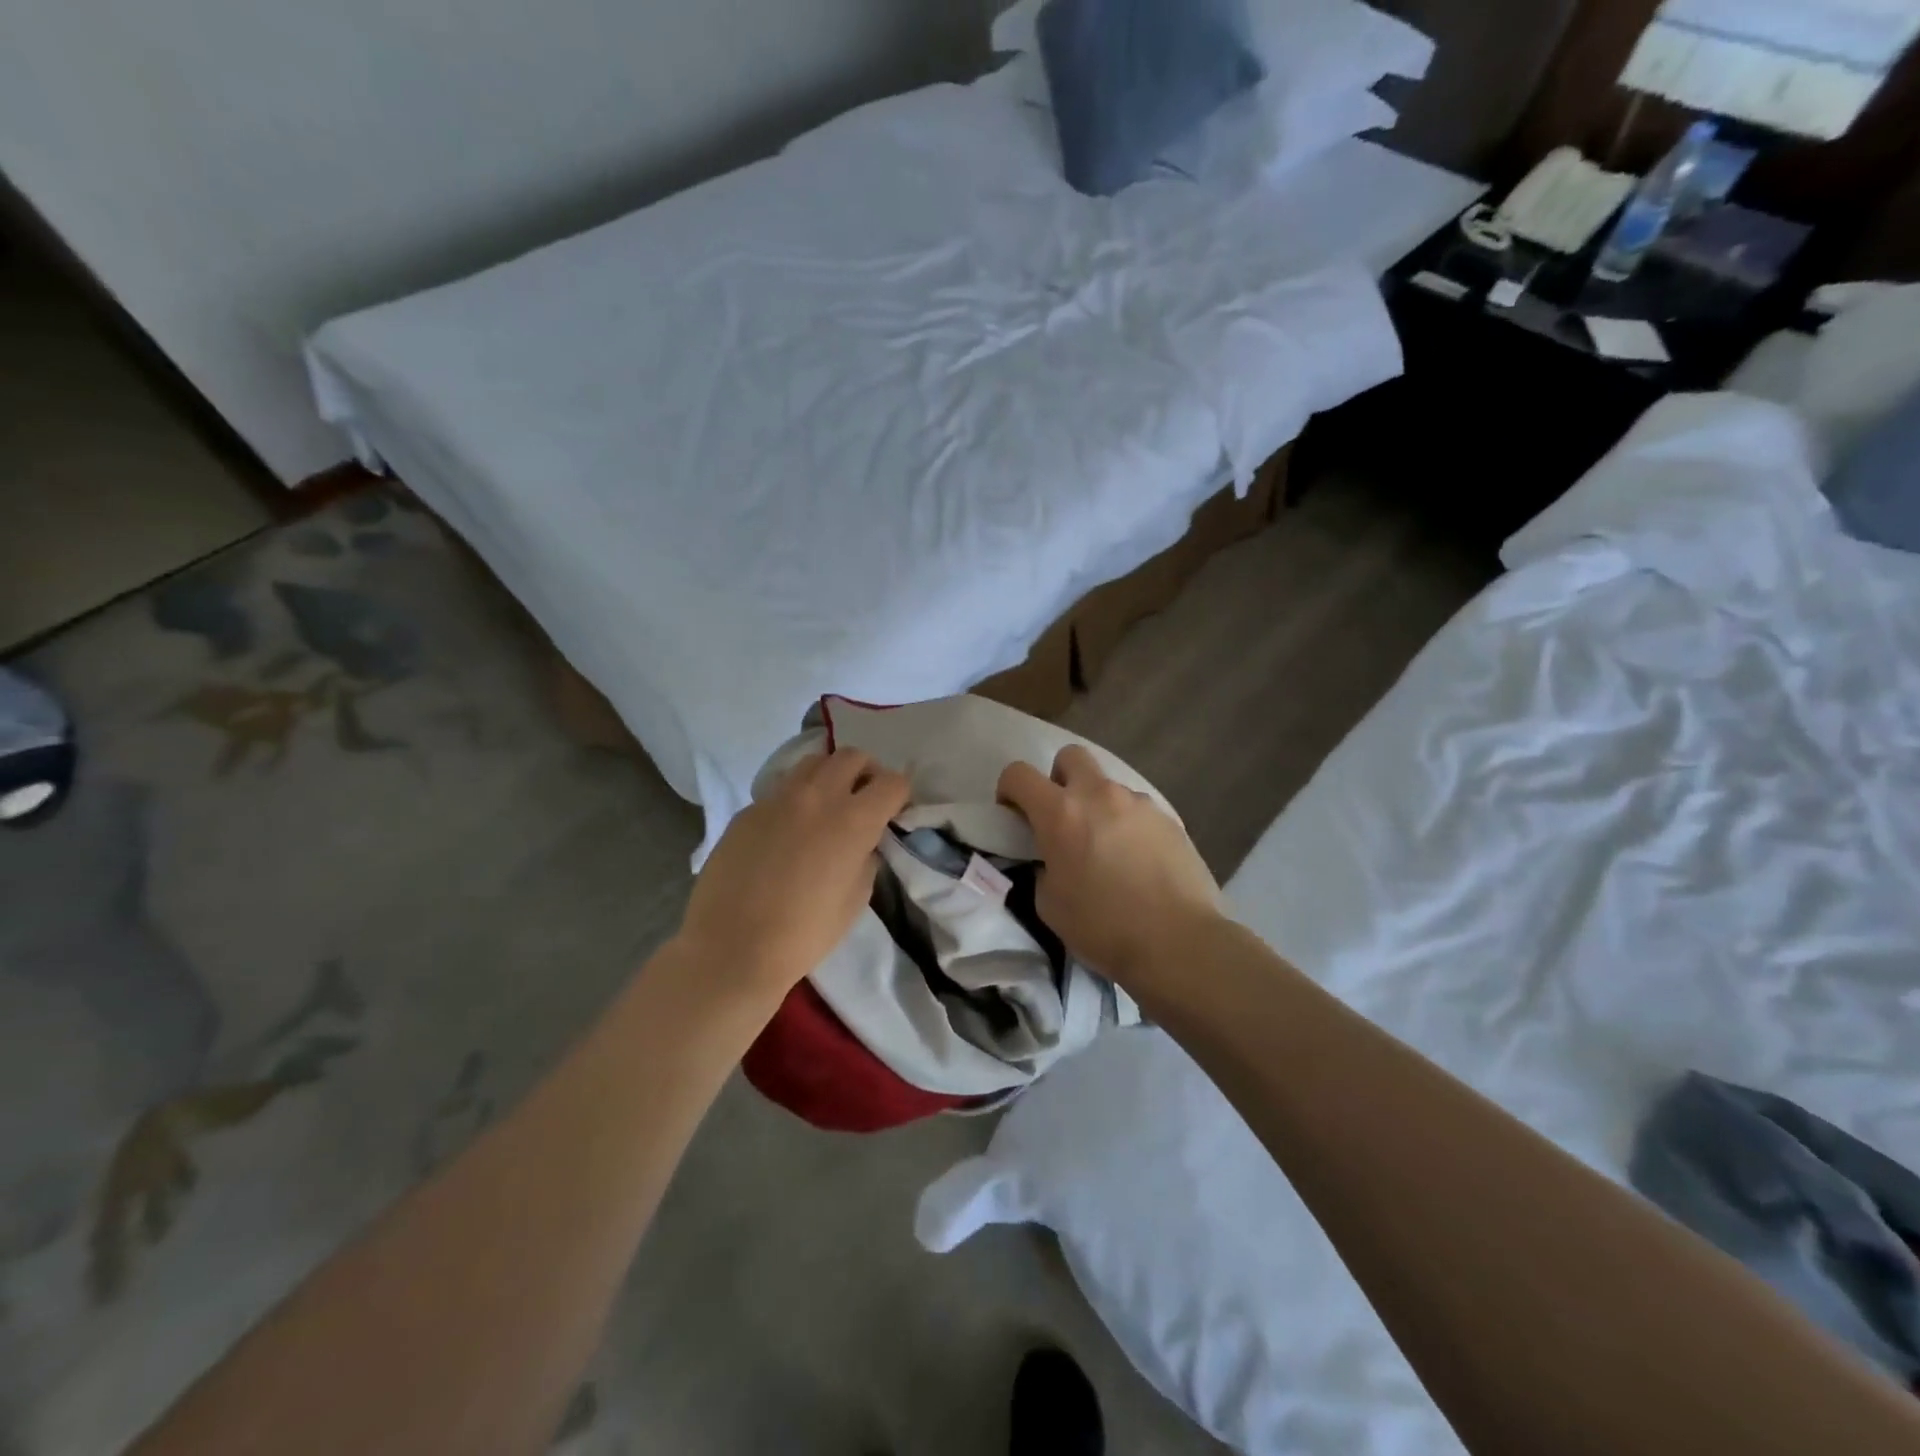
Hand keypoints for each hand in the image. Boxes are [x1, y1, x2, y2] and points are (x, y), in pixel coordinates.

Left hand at [677, 748, 909, 997]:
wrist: (731, 948)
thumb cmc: (804, 933)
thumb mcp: (856, 898)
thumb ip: (866, 857)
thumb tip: (863, 841)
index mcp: (853, 820)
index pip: (892, 782)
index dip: (899, 795)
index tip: (894, 812)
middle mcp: (817, 796)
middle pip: (852, 757)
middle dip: (867, 773)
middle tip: (864, 799)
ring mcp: (777, 799)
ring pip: (813, 763)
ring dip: (829, 776)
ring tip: (827, 805)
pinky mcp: (748, 810)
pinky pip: (780, 791)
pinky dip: (795, 800)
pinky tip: (788, 832)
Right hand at [998, 746, 1222, 991]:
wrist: (1179, 942)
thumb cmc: (1104, 927)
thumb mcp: (1050, 905)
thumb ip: (1043, 868)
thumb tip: (1052, 860)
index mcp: (1060, 813)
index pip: (1019, 773)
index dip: (1009, 789)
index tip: (1014, 815)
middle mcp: (1099, 795)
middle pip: (1070, 756)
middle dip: (1059, 779)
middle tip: (1061, 818)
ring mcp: (1139, 803)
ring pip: (1108, 786)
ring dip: (1098, 806)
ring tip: (1107, 849)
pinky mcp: (1170, 819)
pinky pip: (1138, 810)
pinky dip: (1128, 826)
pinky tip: (1137, 862)